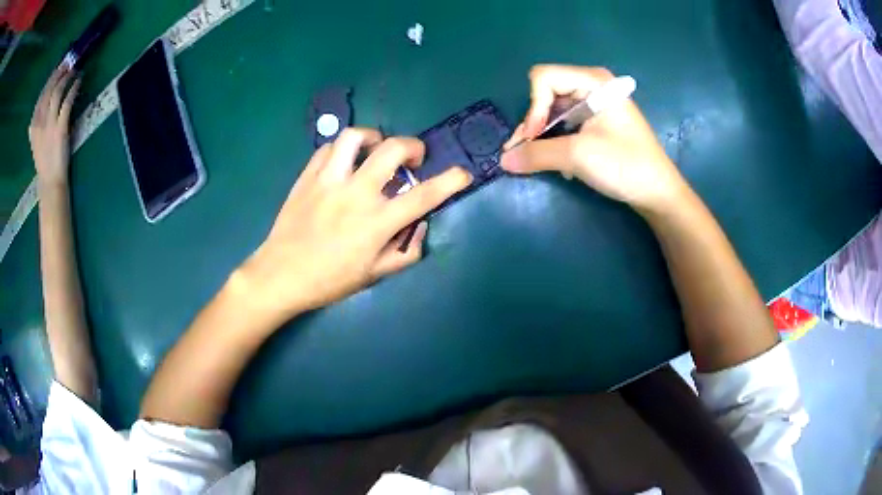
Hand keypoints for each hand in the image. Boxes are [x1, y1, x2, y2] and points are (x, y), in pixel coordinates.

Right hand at [29, 66, 80, 186]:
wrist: (50, 180)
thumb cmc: (44, 159)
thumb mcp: (35, 141)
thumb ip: (35, 127)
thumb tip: (36, 112)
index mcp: (33, 125)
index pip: (42, 95)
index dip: (51, 78)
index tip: (59, 66)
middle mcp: (40, 122)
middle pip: (49, 89)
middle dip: (59, 73)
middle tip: (69, 63)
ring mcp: (49, 125)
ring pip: (57, 91)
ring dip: (67, 77)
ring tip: (75, 70)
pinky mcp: (60, 128)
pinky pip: (67, 101)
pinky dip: (74, 88)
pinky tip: (79, 81)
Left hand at [237, 128, 471, 320]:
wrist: (280, 275)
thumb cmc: (329, 280)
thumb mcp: (374, 276)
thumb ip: (406, 252)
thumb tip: (420, 226)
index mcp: (377, 222)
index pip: (423, 196)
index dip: (450, 182)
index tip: (462, 174)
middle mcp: (356, 194)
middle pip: (392, 150)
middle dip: (413, 147)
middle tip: (413, 159)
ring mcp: (328, 181)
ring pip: (355, 137)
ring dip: (374, 137)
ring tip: (376, 148)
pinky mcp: (307, 176)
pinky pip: (328, 148)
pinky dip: (343, 149)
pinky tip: (345, 161)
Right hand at [501, 65, 688, 213]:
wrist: (657, 193)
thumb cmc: (625, 166)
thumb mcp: (578, 157)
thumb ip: (536, 154)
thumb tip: (502, 160)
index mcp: (593, 81)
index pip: (543, 78)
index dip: (533, 107)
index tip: (535, 137)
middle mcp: (592, 85)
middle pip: (545, 93)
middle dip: (533, 123)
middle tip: (525, 153)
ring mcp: (594, 103)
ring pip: (552, 110)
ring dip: (541, 135)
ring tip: (535, 160)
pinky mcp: (595, 121)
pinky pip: (564, 122)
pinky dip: (554, 140)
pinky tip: (557, 161)